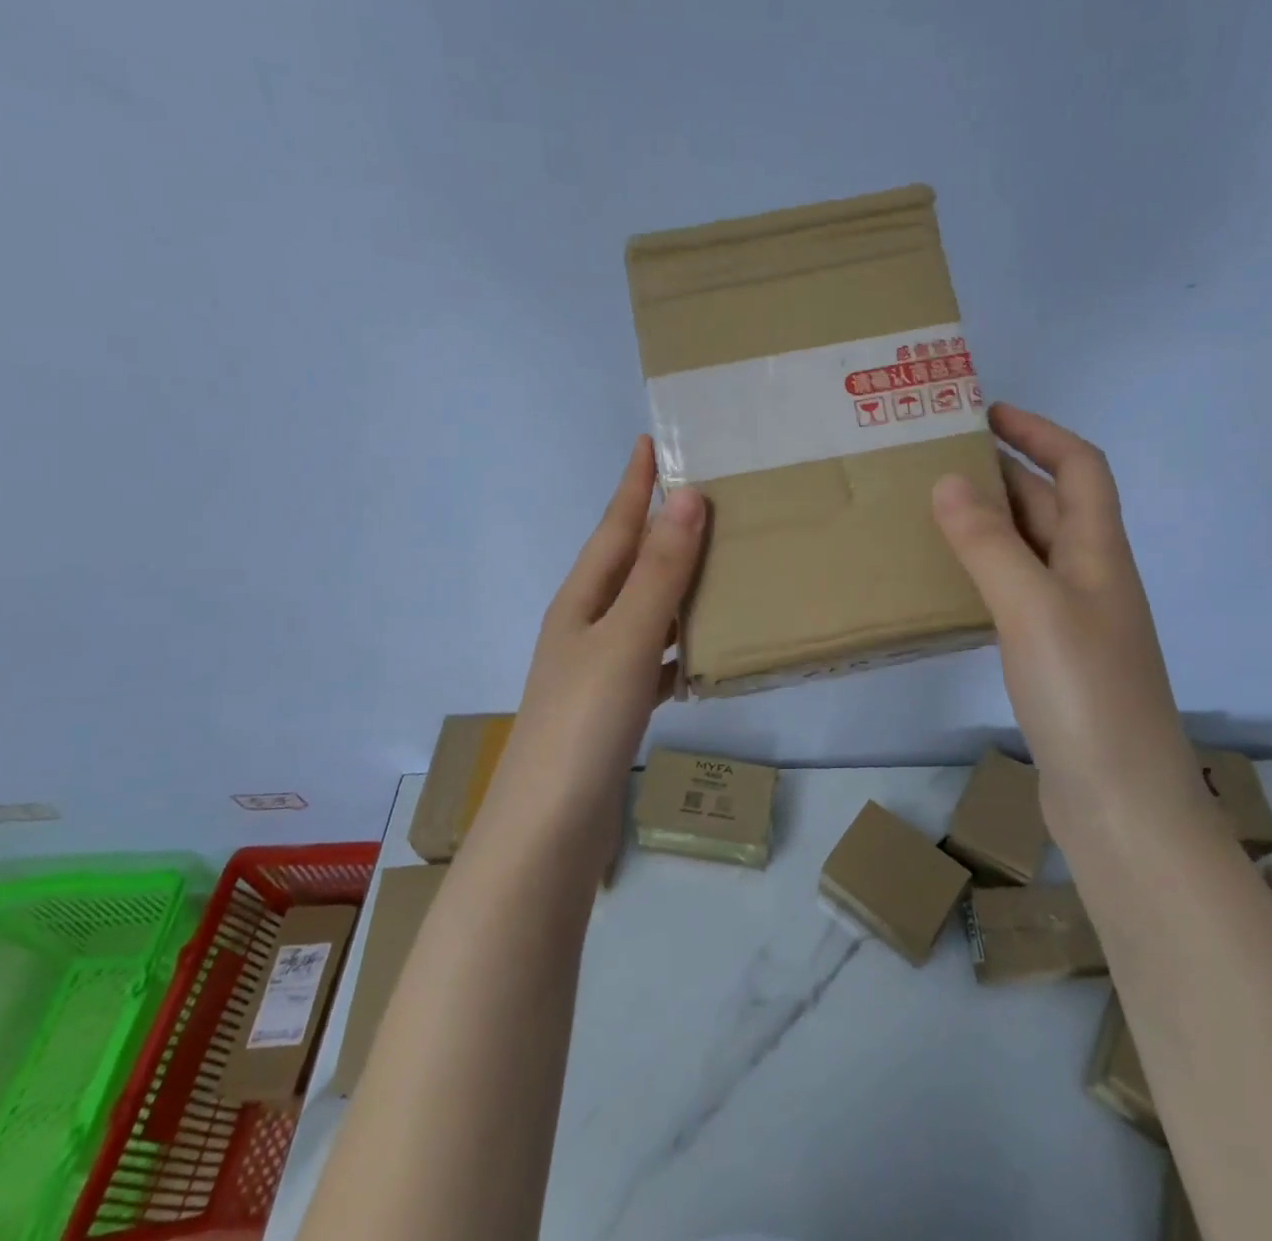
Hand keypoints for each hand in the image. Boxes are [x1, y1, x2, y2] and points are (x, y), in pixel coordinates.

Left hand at [494, 437, 705, 850]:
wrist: (550, 832)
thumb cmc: (584, 724)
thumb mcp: (626, 639)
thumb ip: (659, 572)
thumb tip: (687, 497)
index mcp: (581, 600)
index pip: (614, 527)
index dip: (633, 484)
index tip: (649, 439)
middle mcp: (586, 626)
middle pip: (629, 563)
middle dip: (661, 528)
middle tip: (706, 495)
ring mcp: (600, 669)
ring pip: (646, 610)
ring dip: (677, 584)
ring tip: (721, 562)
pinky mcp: (616, 707)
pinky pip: (656, 657)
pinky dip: (681, 644)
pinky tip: (709, 649)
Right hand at [931, 404, 1201, 834]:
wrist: (1122, 805)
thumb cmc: (1085, 696)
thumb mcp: (1033, 608)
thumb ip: (989, 544)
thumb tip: (949, 480)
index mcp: (1099, 553)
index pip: (1079, 467)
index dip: (1039, 432)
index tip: (987, 413)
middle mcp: (1093, 578)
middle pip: (1053, 504)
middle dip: (1006, 471)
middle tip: (942, 460)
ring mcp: (1076, 621)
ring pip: (1033, 549)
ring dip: (994, 522)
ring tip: (936, 512)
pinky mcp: (1056, 659)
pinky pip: (1019, 591)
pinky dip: (988, 571)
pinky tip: (953, 582)